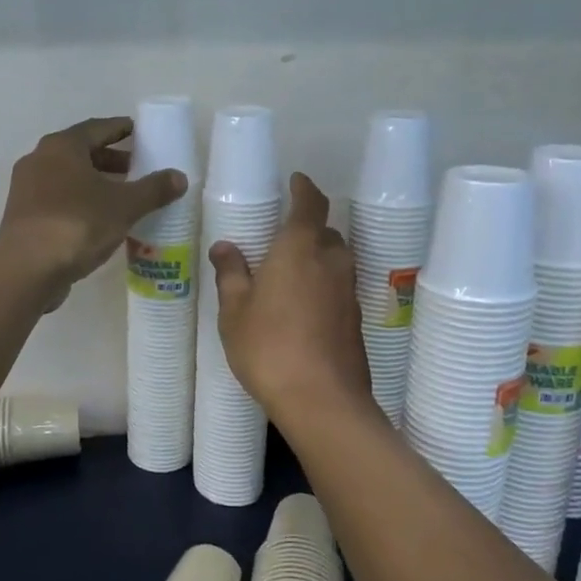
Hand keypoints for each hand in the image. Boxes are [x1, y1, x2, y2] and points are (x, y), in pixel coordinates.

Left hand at [0, 117, 186, 309]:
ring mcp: (26, 189)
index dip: (121, 130)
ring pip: (68, 177)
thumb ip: (153, 190)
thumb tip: (179, 177)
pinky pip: (58, 199)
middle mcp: (39, 160)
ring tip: (122, 197)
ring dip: (95, 183)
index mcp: (62, 147)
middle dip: (110, 160)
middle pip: (81, 152)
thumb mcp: (124, 206)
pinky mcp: (23, 216)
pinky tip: (99, 220)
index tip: (140, 134)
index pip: (97, 128)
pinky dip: (80, 201)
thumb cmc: (77, 225)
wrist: (27, 270)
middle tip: (137, 169)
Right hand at [210, 173, 378, 427]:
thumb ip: (231, 274)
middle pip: (325, 232)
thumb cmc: (268, 347)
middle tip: (281, 238)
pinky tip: (302, 308)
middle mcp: (331, 262)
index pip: (310, 203)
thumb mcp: (235, 311)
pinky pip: (338, 288)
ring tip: (289, 273)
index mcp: (299, 249)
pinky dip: (323, 286)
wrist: (322, 400)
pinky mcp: (355, 320)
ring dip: (317, 258)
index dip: (304, 189)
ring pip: (335, 261)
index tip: (296, 180)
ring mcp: (348, 292)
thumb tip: (225, 246)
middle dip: (307, 228)